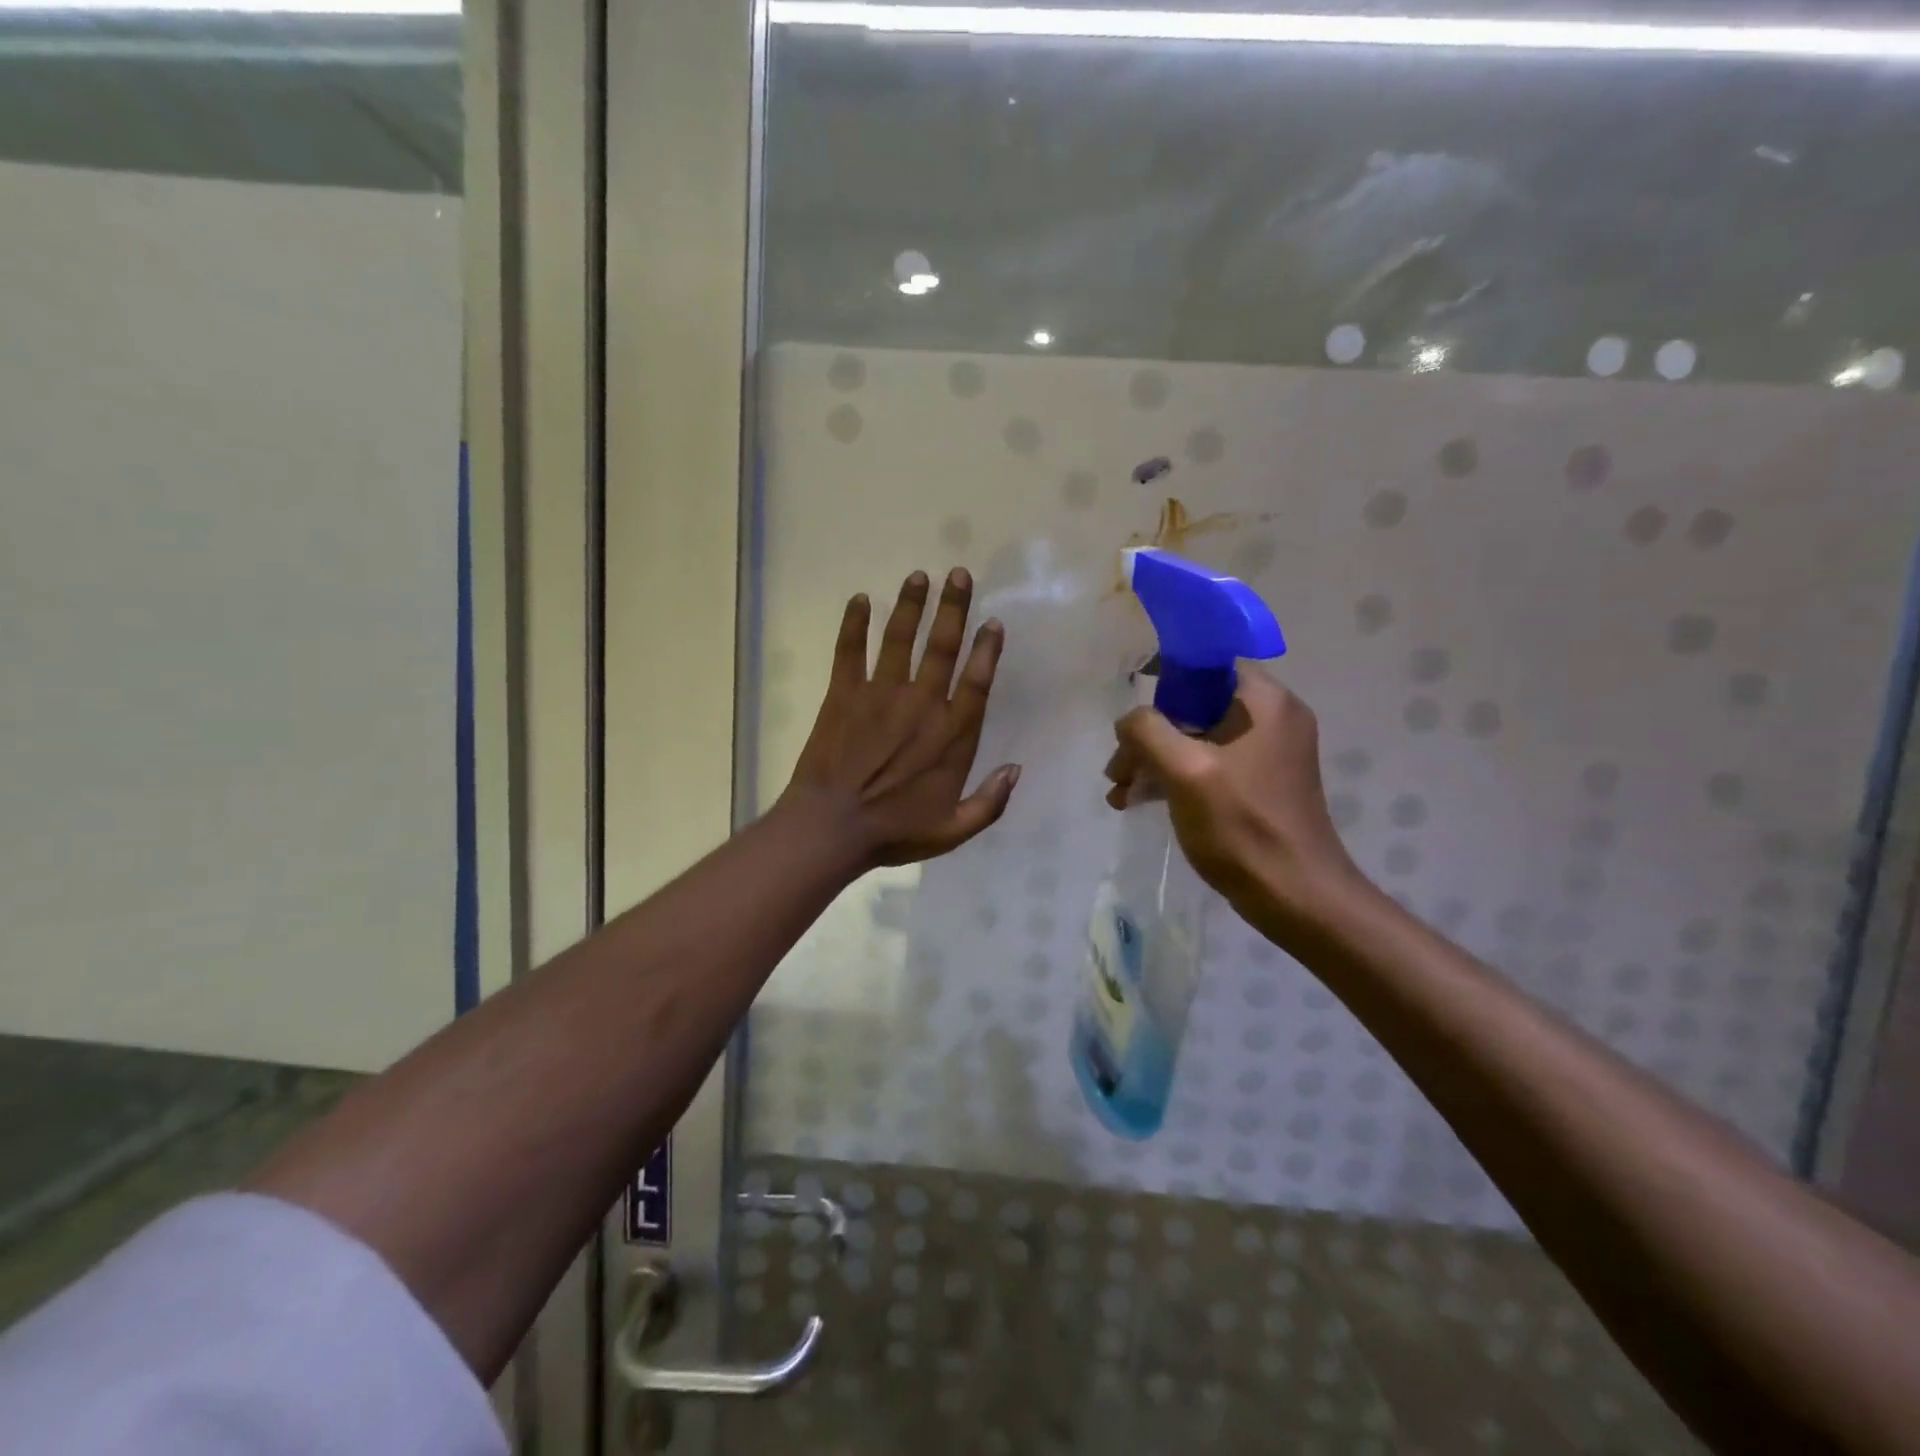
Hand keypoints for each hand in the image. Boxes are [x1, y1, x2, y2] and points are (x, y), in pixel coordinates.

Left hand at [781, 569, 1020, 869]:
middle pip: (942, 647)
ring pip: (899, 640)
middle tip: (959, 574)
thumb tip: (1017, 769)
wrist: (831, 828)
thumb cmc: (894, 831)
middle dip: (953, 608)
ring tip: (919, 575)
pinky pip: (849, 652)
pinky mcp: (843, 695)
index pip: (976, 682)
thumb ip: (990, 802)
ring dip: (911, 605)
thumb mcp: (953, 831)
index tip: (992, 622)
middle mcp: (921, 705)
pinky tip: (858, 599)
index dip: (987, 650)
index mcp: (951, 735)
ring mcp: (880, 695)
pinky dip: (853, 624)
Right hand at [1104, 669, 1361, 935]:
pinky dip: (1173, 778)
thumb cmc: (1242, 827)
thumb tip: (1129, 721)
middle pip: (1195, 706)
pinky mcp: (1258, 784)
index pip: (1207, 666)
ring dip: (1154, 760)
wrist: (1295, 898)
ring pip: (1196, 738)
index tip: (1133, 719)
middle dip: (1149, 735)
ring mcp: (1266, 753)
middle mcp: (1272, 718)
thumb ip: (1148, 731)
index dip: (1163, 683)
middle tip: (1117, 769)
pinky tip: (1137, 802)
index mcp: (1266, 702)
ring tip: (1118, 791)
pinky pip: (1208, 765)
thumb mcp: (1185, 771)